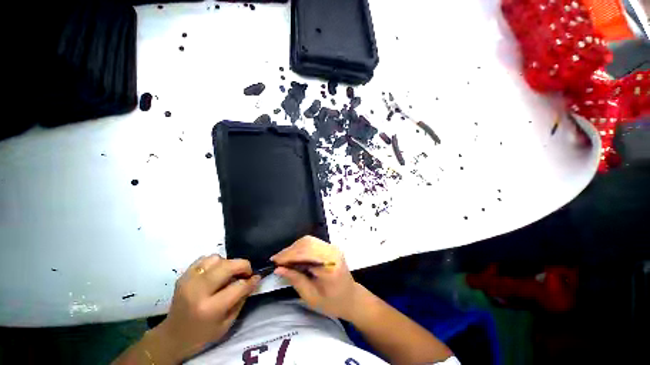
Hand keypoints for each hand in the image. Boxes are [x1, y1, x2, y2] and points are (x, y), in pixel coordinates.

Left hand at [152, 255, 260, 361]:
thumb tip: (254, 280)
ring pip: (216, 258)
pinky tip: (215, 273)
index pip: (238, 286)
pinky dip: (215, 262)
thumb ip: (241, 299)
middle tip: (246, 272)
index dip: (251, 280)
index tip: (257, 277)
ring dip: (227, 264)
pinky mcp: (183, 275)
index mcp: (210, 308)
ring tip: (228, 274)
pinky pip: (205, 259)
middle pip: (228, 266)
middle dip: (243, 266)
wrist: (172, 336)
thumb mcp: (227, 324)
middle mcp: (198, 291)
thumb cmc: (203, 334)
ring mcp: (188, 280)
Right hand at [270, 236, 360, 320]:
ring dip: (294, 248)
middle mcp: (332, 251)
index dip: (288, 255)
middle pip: (307, 243)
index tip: (274, 261)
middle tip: (277, 260)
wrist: (351, 297)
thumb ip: (296, 280)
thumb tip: (278, 269)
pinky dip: (301, 248)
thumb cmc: (332, 303)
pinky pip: (312, 242)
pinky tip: (294, 256)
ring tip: (283, 258)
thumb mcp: (311, 297)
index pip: (306, 253)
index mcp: (330, 265)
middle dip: (290, 250)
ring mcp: (332, 247)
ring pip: (309, 240)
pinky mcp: (330, 247)